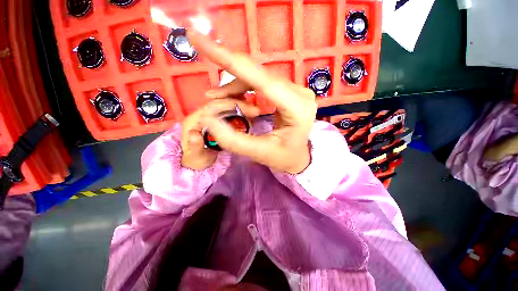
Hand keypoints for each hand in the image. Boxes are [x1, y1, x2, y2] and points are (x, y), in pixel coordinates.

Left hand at [181, 98, 259, 169]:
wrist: (197, 161)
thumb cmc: (196, 160)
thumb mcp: (195, 156)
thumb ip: (194, 146)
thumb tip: (195, 134)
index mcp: (195, 120)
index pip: (213, 106)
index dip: (230, 105)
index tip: (248, 110)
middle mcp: (203, 114)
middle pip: (221, 102)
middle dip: (239, 104)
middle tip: (255, 111)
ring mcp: (211, 117)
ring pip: (226, 105)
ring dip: (241, 105)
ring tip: (254, 111)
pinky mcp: (217, 120)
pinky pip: (229, 112)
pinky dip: (240, 111)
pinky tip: (249, 114)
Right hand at [187, 30, 316, 173]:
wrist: (298, 157)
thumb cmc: (284, 158)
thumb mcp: (259, 153)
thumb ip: (233, 140)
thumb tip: (207, 119)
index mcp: (297, 109)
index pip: (261, 79)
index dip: (229, 59)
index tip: (198, 39)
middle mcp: (299, 93)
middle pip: (258, 73)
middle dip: (227, 64)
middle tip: (198, 47)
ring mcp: (295, 90)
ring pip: (258, 76)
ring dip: (234, 83)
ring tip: (217, 97)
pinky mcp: (288, 92)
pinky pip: (261, 82)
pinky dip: (243, 86)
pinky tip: (233, 97)